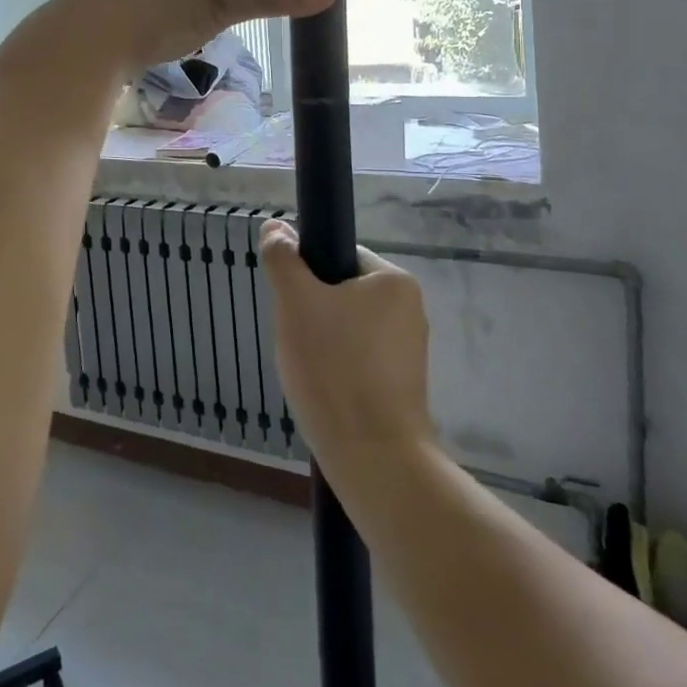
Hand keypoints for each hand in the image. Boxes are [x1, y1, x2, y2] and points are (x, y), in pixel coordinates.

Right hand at [260, 222, 434, 472]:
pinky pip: (359, 363)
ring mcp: (409, 352)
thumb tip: (275, 226)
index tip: (292, 306)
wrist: (374, 459)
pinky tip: (325, 393)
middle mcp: (410, 310)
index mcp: (394, 281)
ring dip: (322, 345)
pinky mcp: (403, 388)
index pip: (339, 257)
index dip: (307, 276)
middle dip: (312, 315)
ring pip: (347, 331)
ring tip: (310, 373)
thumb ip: (282, 258)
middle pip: (342, 295)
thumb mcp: (295, 301)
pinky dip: (338, 371)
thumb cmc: (334, 368)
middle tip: (297, 341)